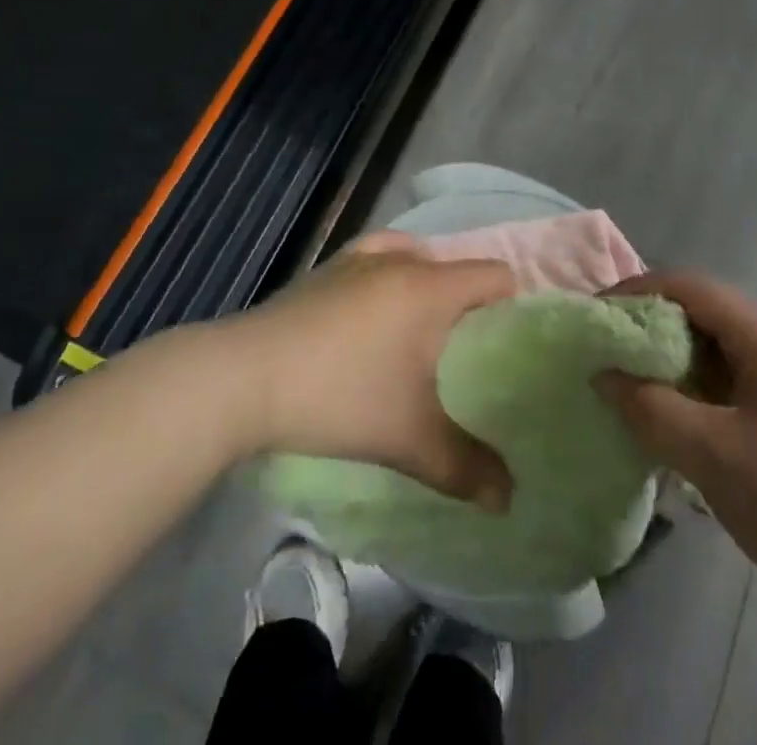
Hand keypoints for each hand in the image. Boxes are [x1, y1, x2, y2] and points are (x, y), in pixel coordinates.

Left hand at [227, 233, 515, 510]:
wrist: (244, 377)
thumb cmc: (339, 397)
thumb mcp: (408, 439)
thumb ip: (465, 468)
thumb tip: (507, 500)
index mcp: (431, 288)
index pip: (496, 274)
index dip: (513, 302)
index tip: (510, 340)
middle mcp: (402, 259)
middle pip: (458, 268)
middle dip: (471, 303)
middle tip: (470, 351)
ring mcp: (361, 258)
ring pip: (418, 259)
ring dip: (431, 287)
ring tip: (425, 333)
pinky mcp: (329, 267)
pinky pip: (380, 257)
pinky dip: (392, 274)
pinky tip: (378, 306)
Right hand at [594, 272, 756, 578]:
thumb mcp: (709, 453)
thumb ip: (649, 407)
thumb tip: (600, 374)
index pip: (692, 288)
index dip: (640, 290)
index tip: (597, 313)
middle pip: (699, 311)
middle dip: (648, 322)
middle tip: (603, 344)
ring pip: (706, 346)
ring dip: (663, 355)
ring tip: (620, 375)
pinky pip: (717, 379)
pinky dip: (682, 384)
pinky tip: (656, 410)